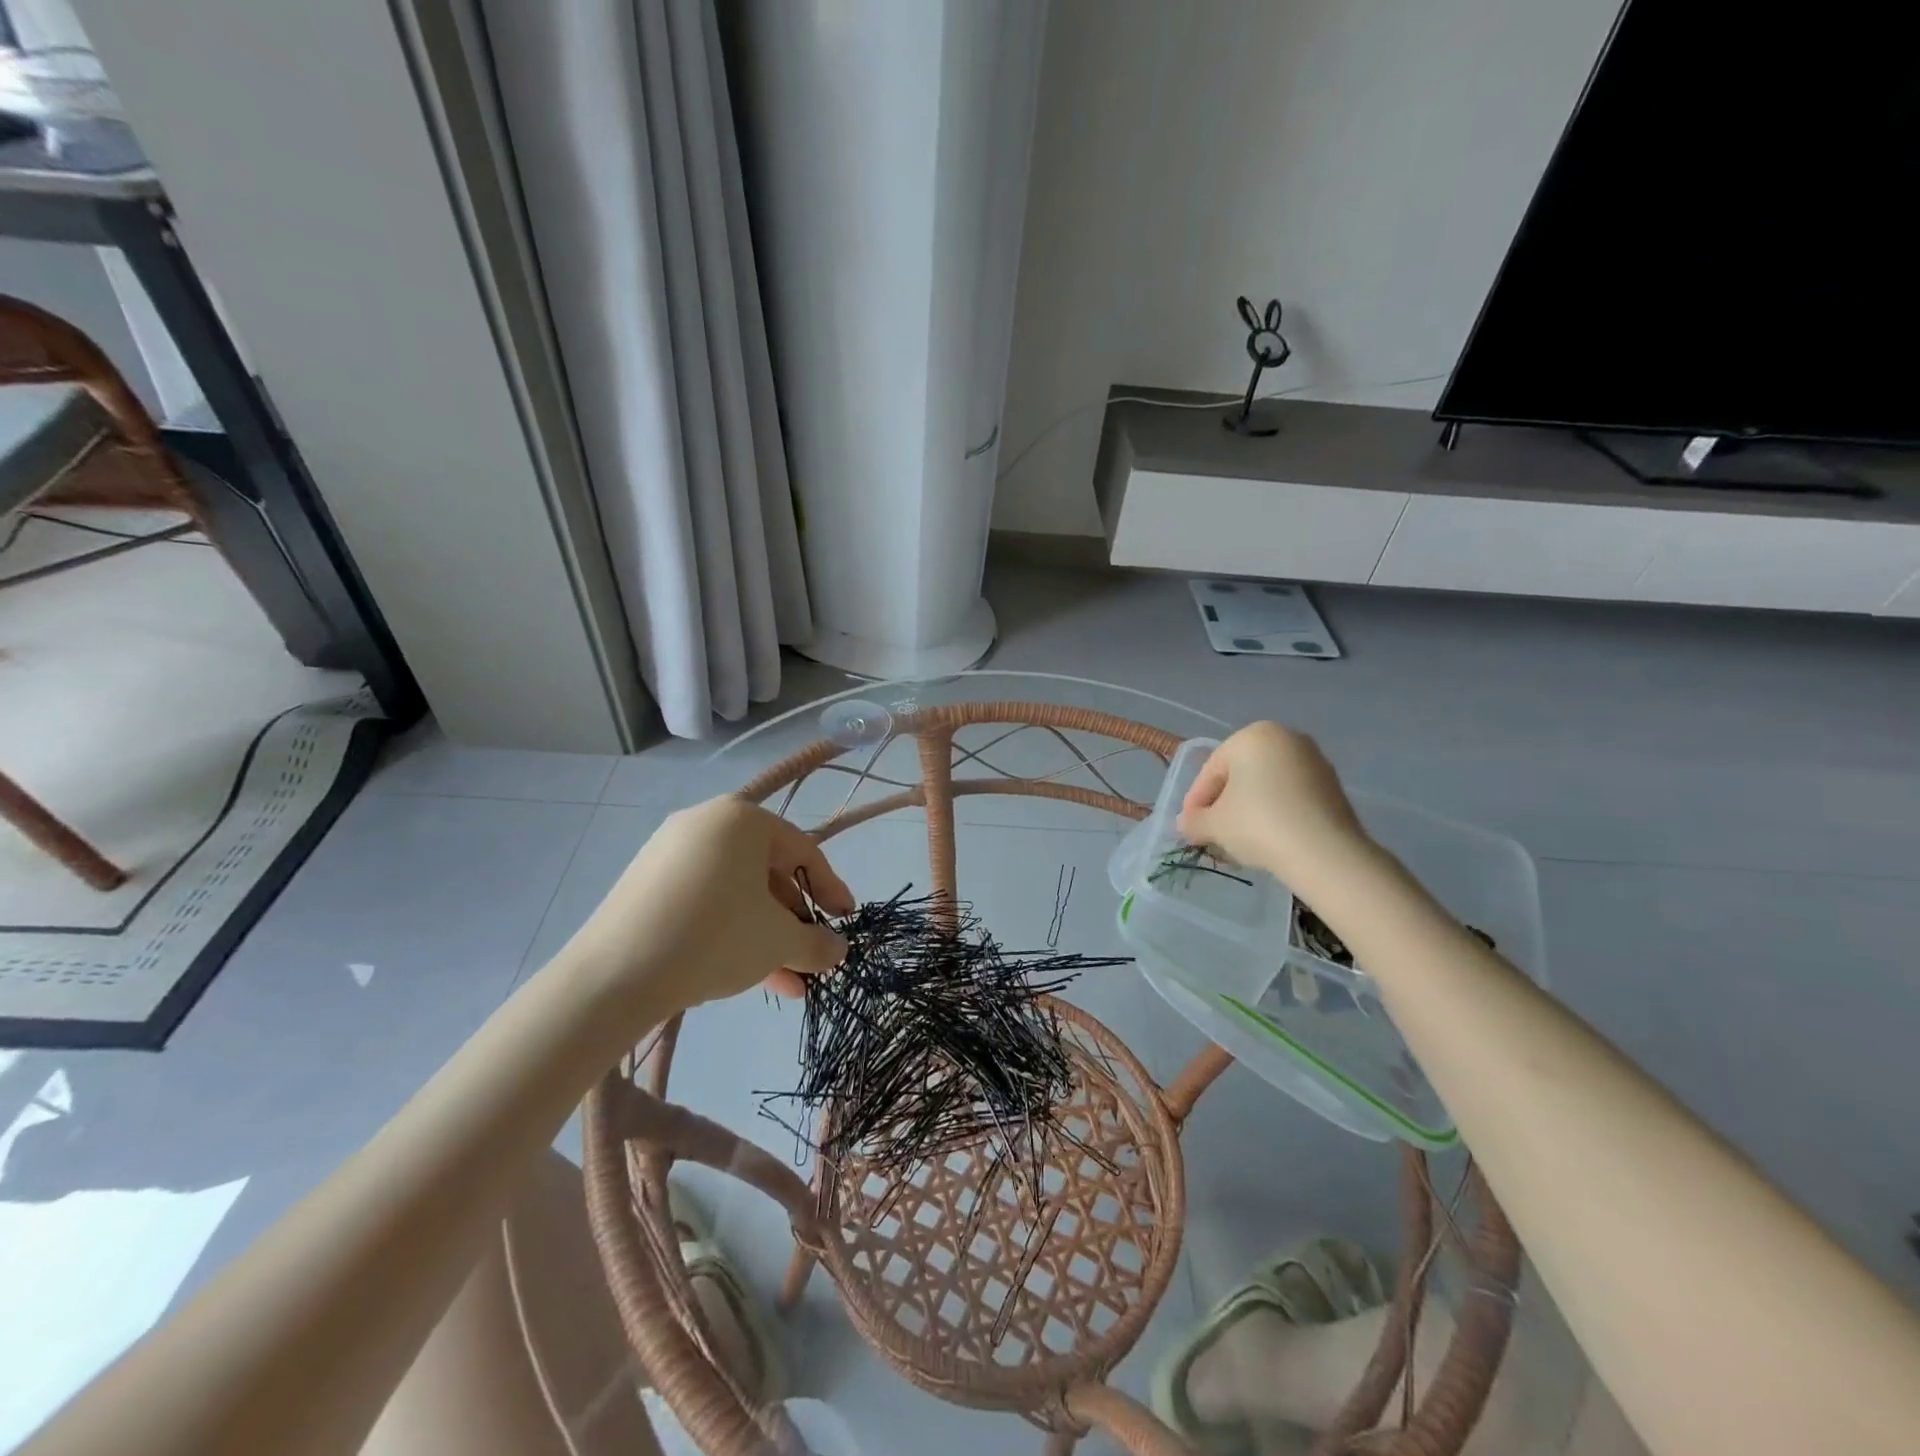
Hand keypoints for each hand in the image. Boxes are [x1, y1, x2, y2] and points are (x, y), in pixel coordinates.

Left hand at [569, 796, 852, 1014]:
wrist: (613, 976)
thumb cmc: (715, 937)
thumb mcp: (778, 941)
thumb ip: (816, 942)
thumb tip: (837, 949)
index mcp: (742, 819)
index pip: (803, 850)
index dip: (830, 889)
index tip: (846, 920)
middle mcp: (704, 823)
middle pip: (767, 872)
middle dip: (794, 921)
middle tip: (811, 956)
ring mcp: (669, 853)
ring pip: (735, 893)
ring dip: (765, 935)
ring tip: (786, 983)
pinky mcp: (644, 885)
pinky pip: (703, 901)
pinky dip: (729, 931)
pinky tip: (744, 974)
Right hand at [1178, 722, 1372, 890]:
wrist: (1324, 852)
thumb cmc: (1258, 825)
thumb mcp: (1214, 825)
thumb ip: (1193, 821)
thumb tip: (1186, 824)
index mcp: (1252, 736)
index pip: (1212, 769)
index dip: (1196, 800)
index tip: (1189, 826)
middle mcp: (1286, 738)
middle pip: (1241, 774)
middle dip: (1224, 802)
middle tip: (1212, 831)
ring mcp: (1314, 760)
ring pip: (1267, 785)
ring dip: (1250, 808)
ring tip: (1240, 839)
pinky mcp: (1333, 785)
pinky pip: (1292, 796)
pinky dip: (1276, 812)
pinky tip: (1269, 838)